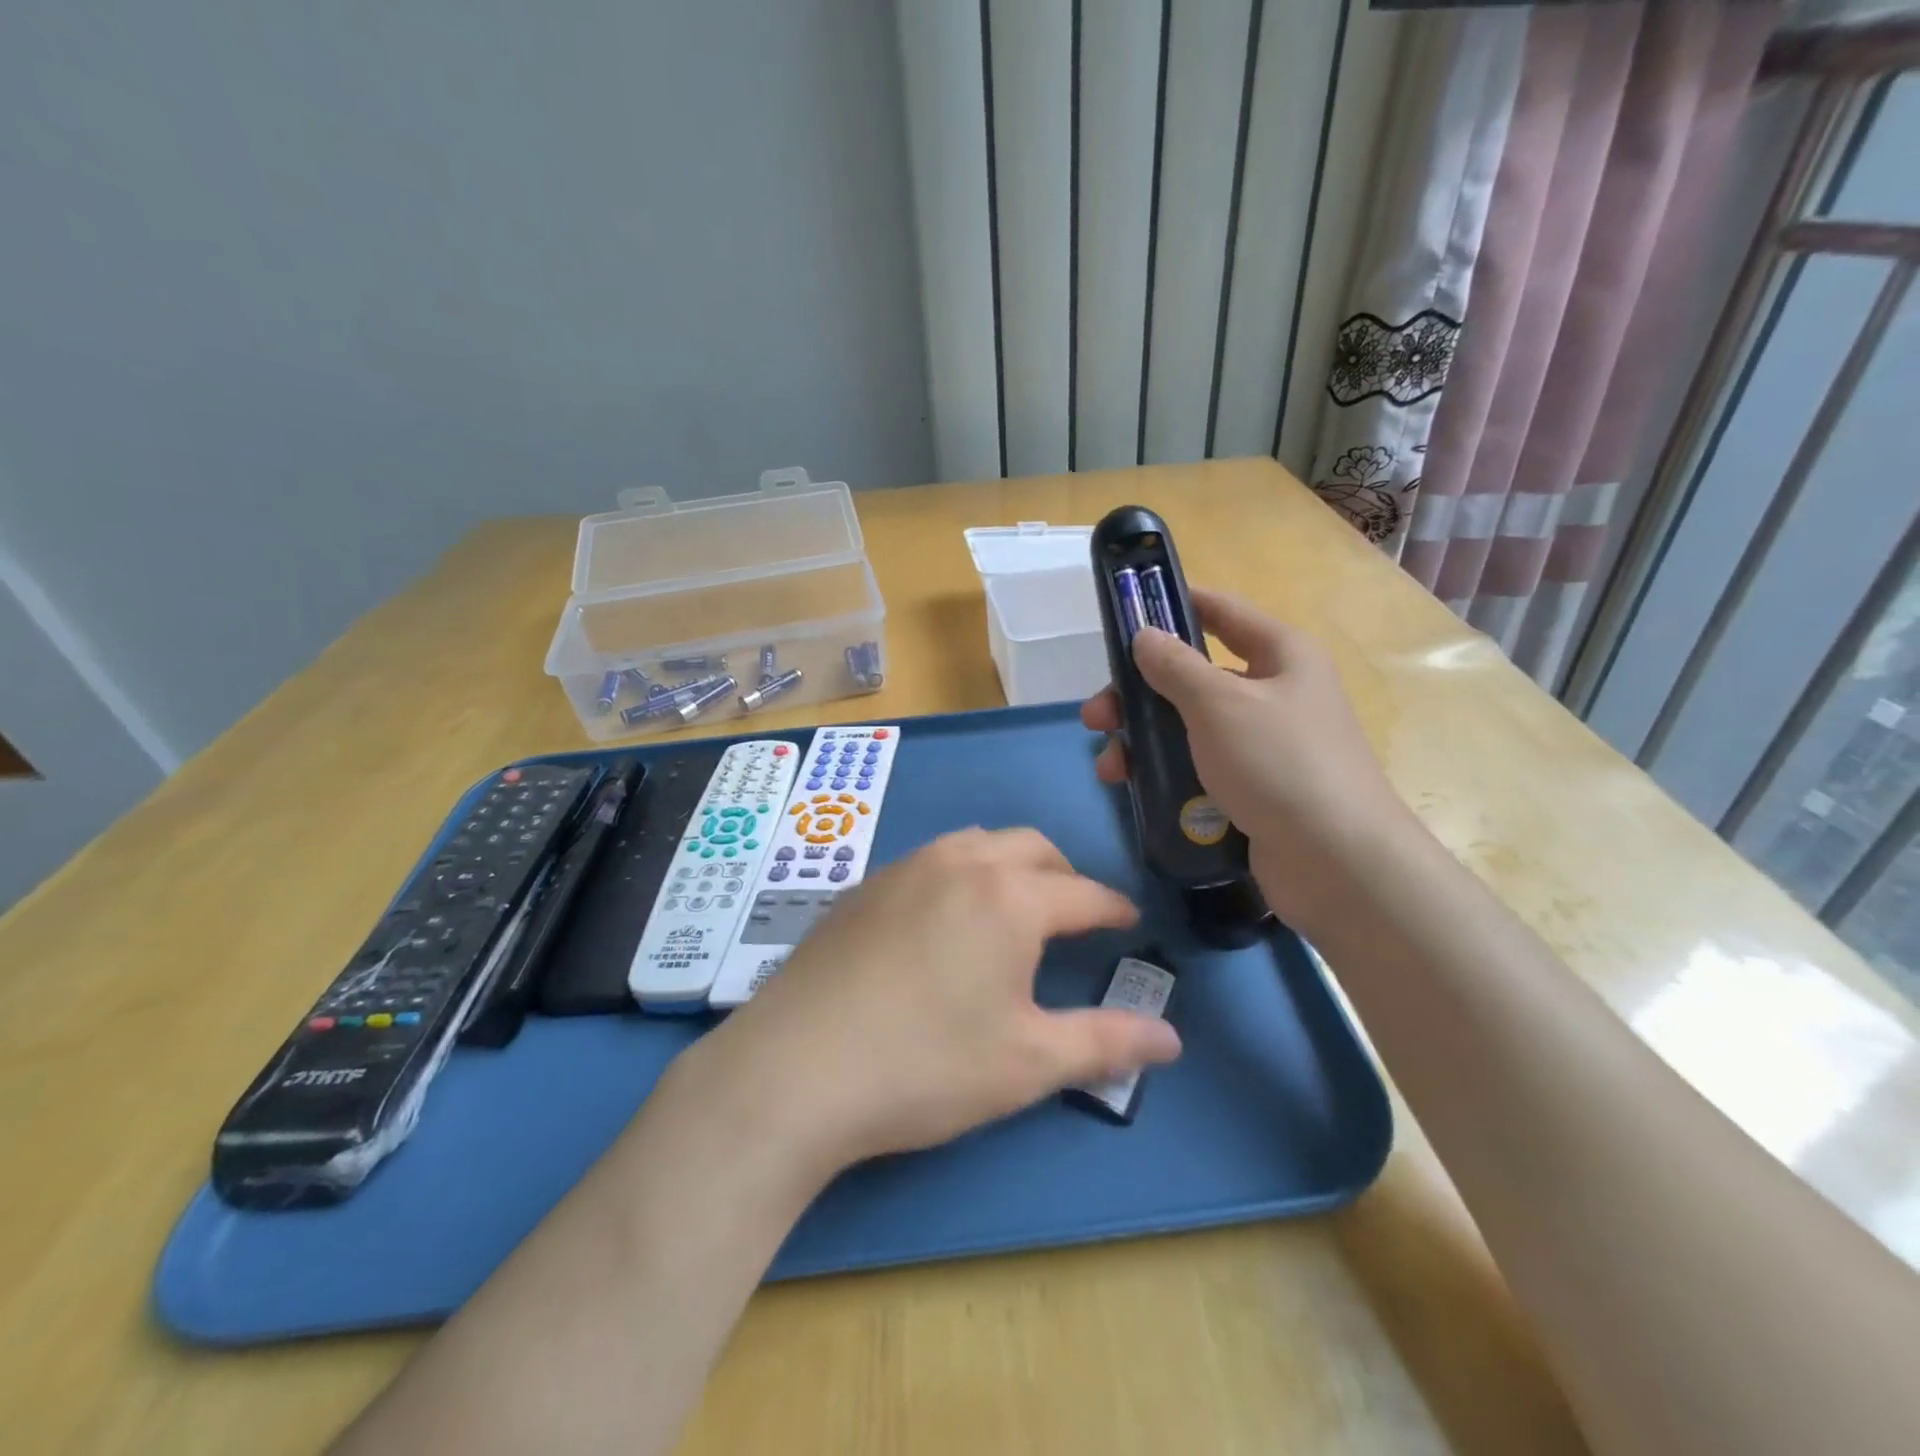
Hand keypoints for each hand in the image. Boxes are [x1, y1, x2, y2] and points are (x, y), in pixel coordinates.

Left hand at [697, 828, 1181, 1169]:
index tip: (1129, 922)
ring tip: (1013, 910)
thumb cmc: (925, 1065)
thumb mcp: (1027, 1062)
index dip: (1113, 909)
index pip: (1082, 893)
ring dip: (1008, 866)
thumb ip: (1105, 1043)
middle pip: (1030, 848)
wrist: (794, 1068)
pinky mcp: (863, 887)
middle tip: (1074, 915)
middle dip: (1063, 875)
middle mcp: (958, 863)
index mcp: (1008, 896)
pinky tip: (944, 921)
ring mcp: (903, 868)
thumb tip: (1172, 1039)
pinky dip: (959, 875)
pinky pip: (930, 861)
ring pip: (975, 844)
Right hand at [1080, 588, 1408, 926]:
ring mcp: (1264, 745)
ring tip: (1109, 767)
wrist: (1337, 862)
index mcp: (1281, 655)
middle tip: (1096, 717)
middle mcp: (1275, 693)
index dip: (1174, 604)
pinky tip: (1135, 790)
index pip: (1221, 611)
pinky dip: (1166, 773)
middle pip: (1193, 678)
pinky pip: (1200, 767)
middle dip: (1140, 694)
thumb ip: (1175, 666)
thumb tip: (1145, 636)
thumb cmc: (1279, 764)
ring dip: (1144, 741)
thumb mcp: (1219, 705)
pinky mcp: (1253, 789)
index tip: (1126, 611)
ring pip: (1189, 728)